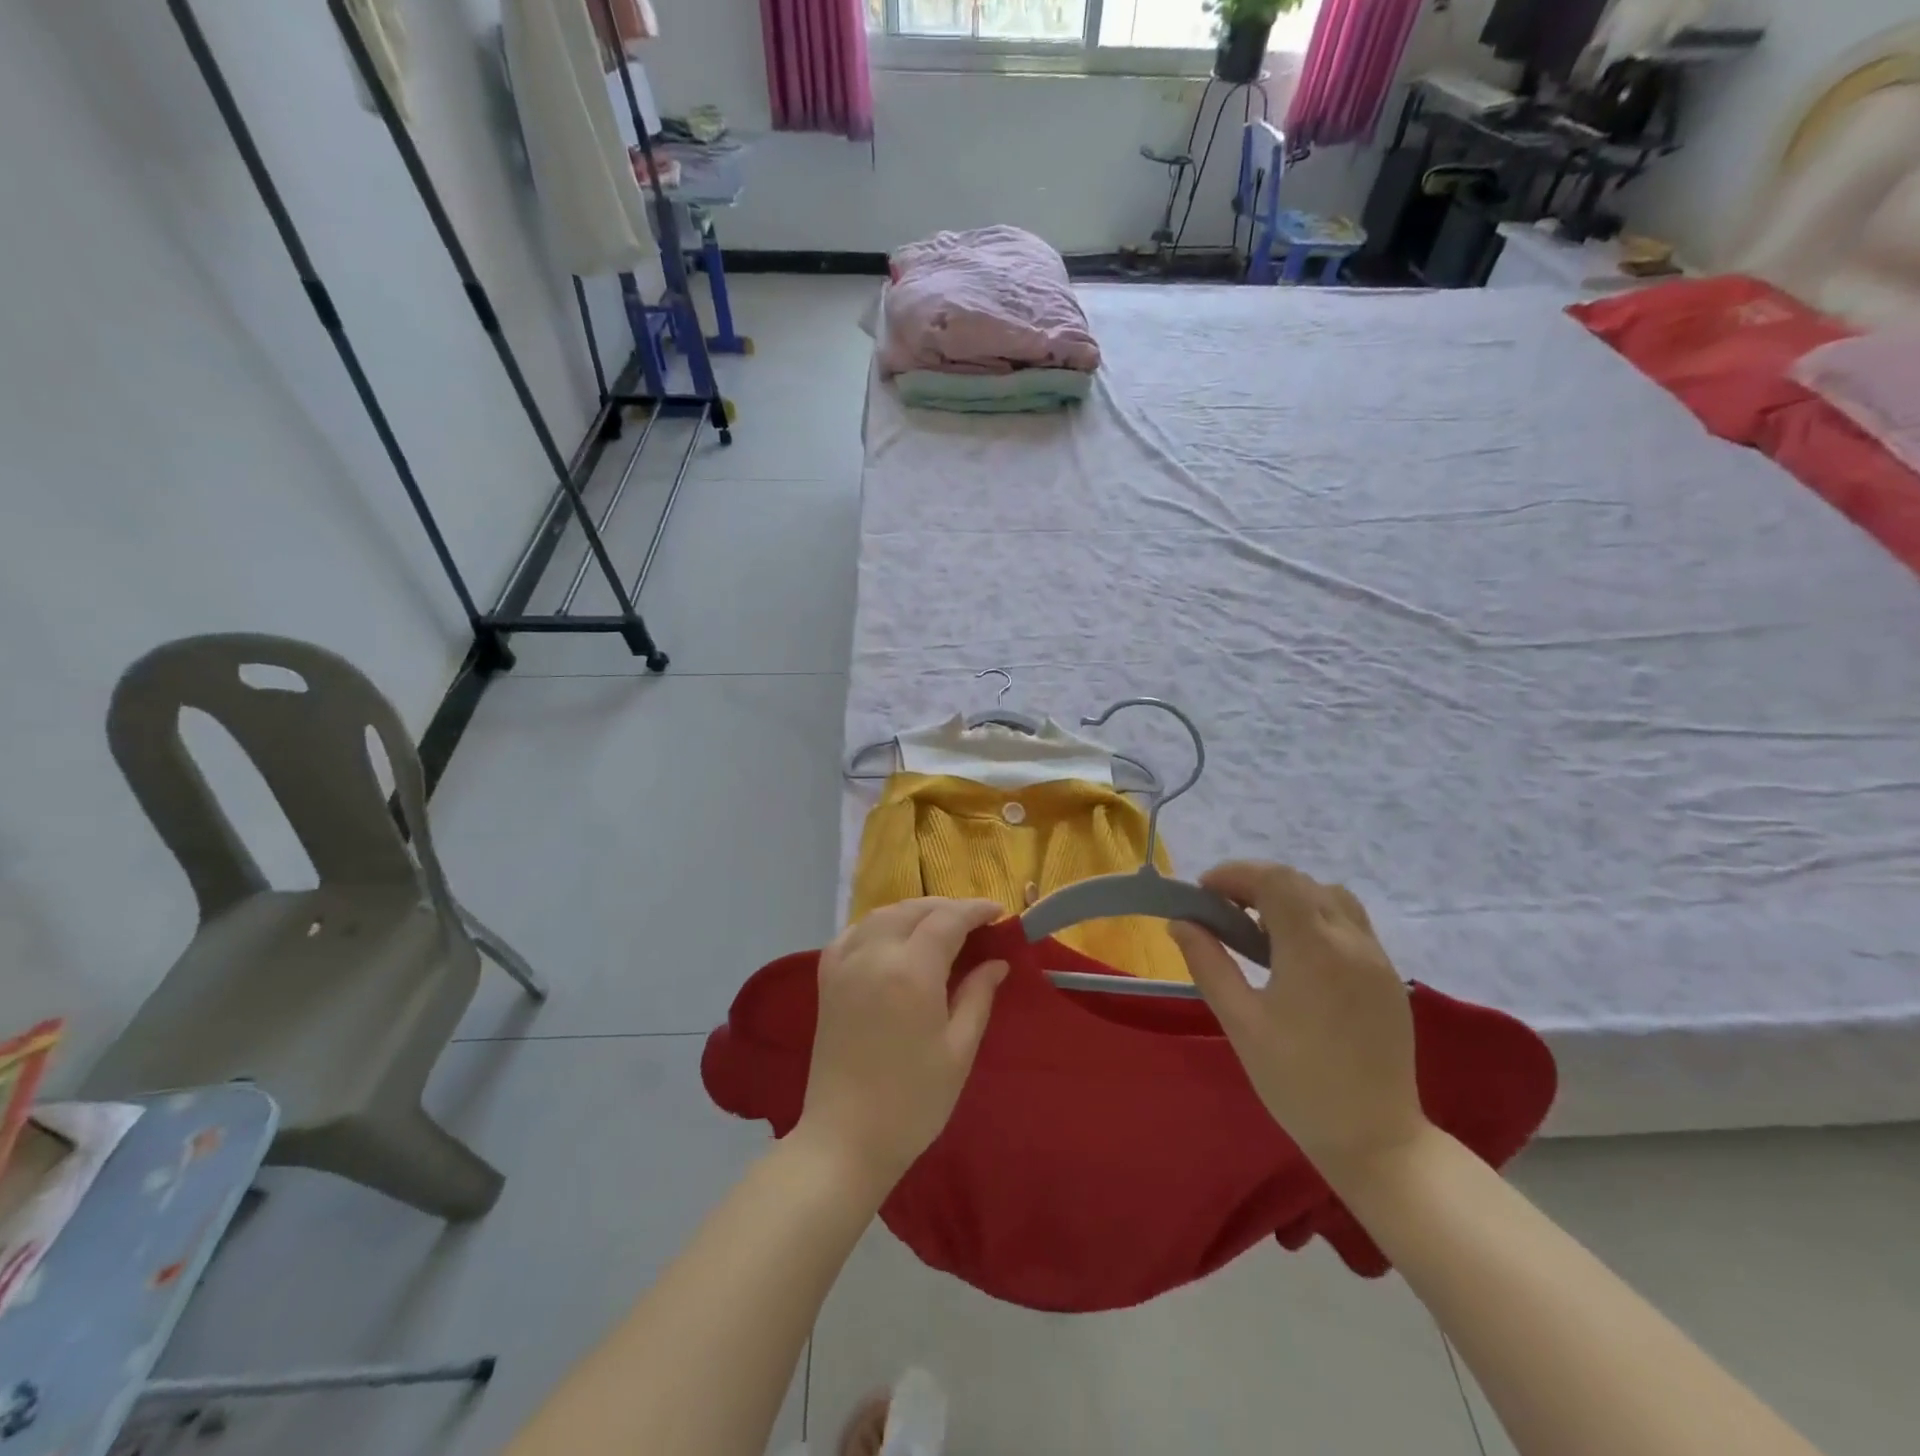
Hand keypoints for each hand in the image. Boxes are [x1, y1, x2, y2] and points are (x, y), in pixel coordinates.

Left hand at [796, 898, 1009, 1194]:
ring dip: (914, 911)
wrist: (845, 1139)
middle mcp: (874, 955)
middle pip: (913, 910)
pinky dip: (879, 924)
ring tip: (940, 925)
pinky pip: (854, 933)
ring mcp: (846, 964)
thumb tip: (996, 962)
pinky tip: (893, 938)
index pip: (946, 920)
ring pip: (882, 915)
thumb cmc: (912, 1102)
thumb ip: (978, 997)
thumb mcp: (958, 1050)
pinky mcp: (827, 979)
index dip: (975, 910)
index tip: (998, 912)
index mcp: (911, 971)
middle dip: (947, 907)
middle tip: (975, 922)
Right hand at [1169, 862, 1428, 1187]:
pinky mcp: (1388, 977)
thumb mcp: (1241, 1022)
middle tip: (1220, 910)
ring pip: (1330, 897)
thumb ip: (1208, 964)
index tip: (1202, 893)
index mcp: (1315, 950)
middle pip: (1301, 883)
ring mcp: (1377, 958)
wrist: (1376, 1140)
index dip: (1235, 874)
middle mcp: (1352, 942)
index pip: (1275, 880)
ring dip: (1288, 897)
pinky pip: (1349, 923)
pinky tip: (1293, 952)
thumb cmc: (1298, 1083)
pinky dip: (1314, 916)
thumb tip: (1180, 922)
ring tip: (1256, 927)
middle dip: (1255, 883)